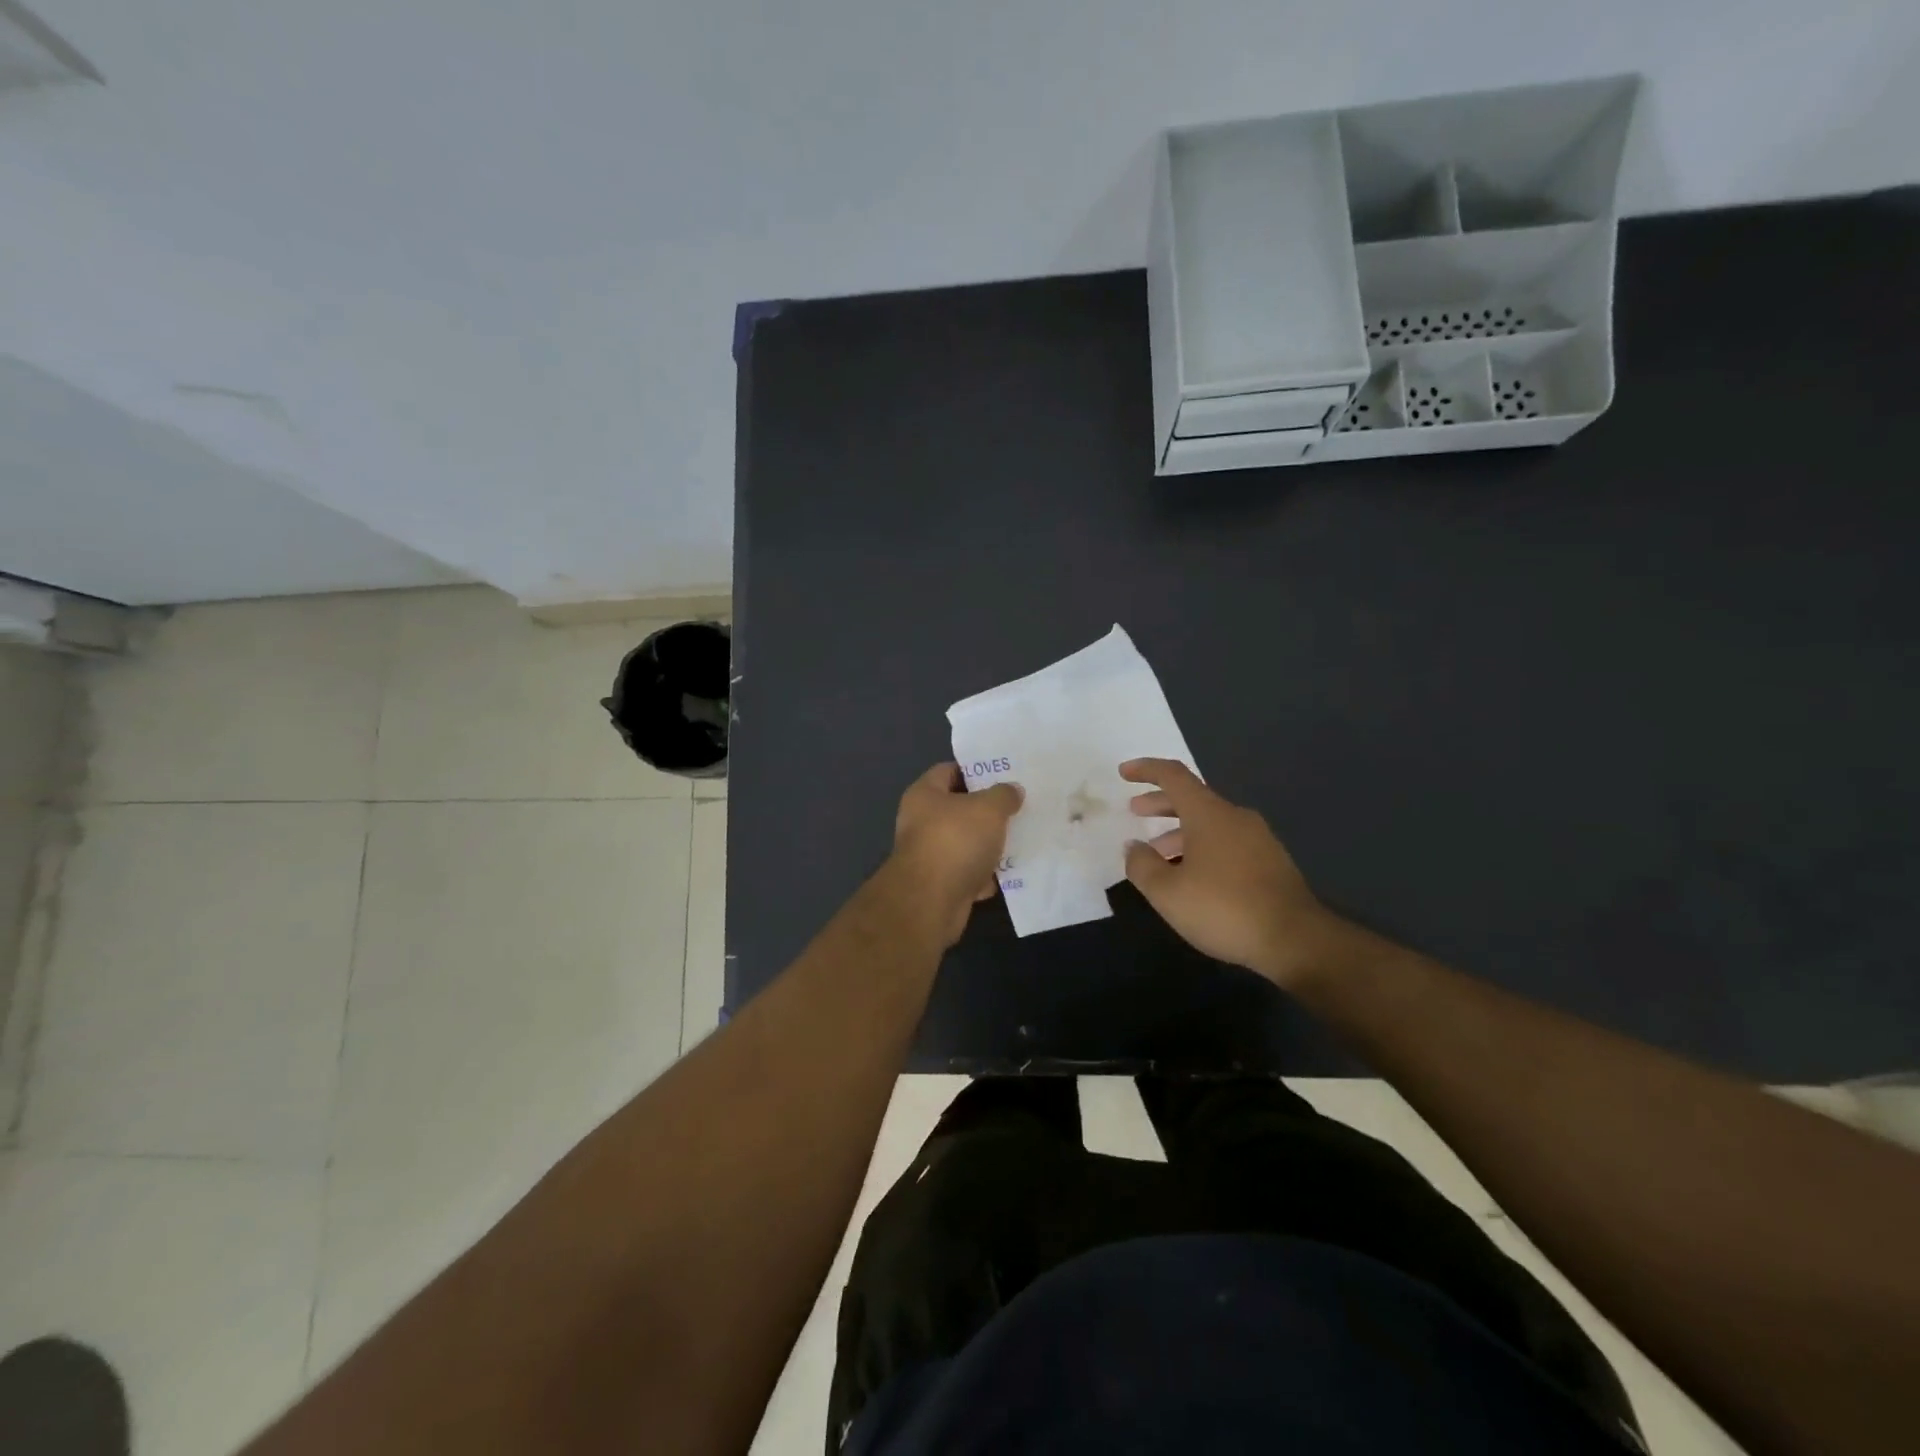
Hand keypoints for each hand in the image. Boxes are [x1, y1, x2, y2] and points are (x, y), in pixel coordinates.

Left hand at [890, 764, 1022, 945]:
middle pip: (959, 808)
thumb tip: (1012, 790)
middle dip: (988, 810)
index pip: (949, 770)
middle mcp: (921, 822)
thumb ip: (1003, 795)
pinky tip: (1011, 872)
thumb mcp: (988, 808)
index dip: (976, 770)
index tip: (1004, 774)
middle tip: (1019, 806)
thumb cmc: (955, 841)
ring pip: (966, 842)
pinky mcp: (941, 885)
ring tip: (1022, 837)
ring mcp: (930, 855)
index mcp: (924, 794)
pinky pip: (969, 872)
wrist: (931, 902)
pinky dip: (986, 874)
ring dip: (990, 844)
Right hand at [1120, 758, 1344, 988]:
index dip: (1146, 770)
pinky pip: (1227, 842)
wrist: (1296, 940)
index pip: (1173, 776)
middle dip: (1160, 803)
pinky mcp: (1271, 861)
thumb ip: (1142, 865)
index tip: (1124, 772)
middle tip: (1135, 811)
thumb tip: (1133, 847)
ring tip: (1159, 855)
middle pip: (1192, 798)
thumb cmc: (1224, 909)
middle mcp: (1235, 817)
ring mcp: (1258, 839)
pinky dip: (1202, 847)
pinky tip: (1193, 876)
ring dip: (1180, 831)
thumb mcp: (1167, 892)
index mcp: (1208, 813)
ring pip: (1210, 823)